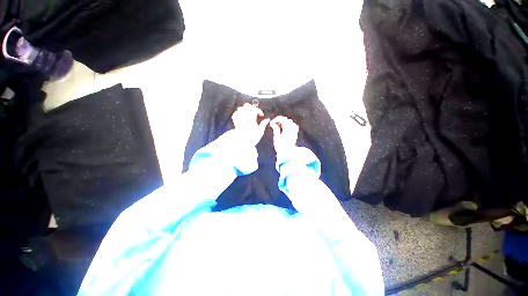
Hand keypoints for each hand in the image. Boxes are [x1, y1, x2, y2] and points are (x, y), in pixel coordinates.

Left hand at [231, 103, 269, 145]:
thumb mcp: (260, 131)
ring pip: (240, 108)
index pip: (255, 110)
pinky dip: (238, 113)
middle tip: (255, 111)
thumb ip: (263, 124)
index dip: (259, 111)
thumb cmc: (252, 138)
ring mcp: (239, 118)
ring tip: (248, 113)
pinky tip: (241, 116)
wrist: (242, 142)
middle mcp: (244, 117)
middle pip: (246, 106)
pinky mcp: (235, 122)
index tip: (261, 115)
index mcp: (251, 118)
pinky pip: (235, 114)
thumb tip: (267, 120)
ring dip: (245, 109)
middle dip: (252, 107)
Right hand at [269, 116, 298, 154]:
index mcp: (287, 128)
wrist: (288, 154)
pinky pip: (293, 126)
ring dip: (284, 122)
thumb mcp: (276, 137)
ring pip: (290, 122)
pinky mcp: (295, 134)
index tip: (271, 123)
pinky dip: (288, 125)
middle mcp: (292, 128)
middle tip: (274, 124)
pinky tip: (284, 129)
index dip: (276, 120)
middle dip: (280, 120)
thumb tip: (272, 123)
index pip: (282, 119)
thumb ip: (275, 128)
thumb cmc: (281, 147)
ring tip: (279, 127)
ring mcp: (294, 131)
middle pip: (286, 120)